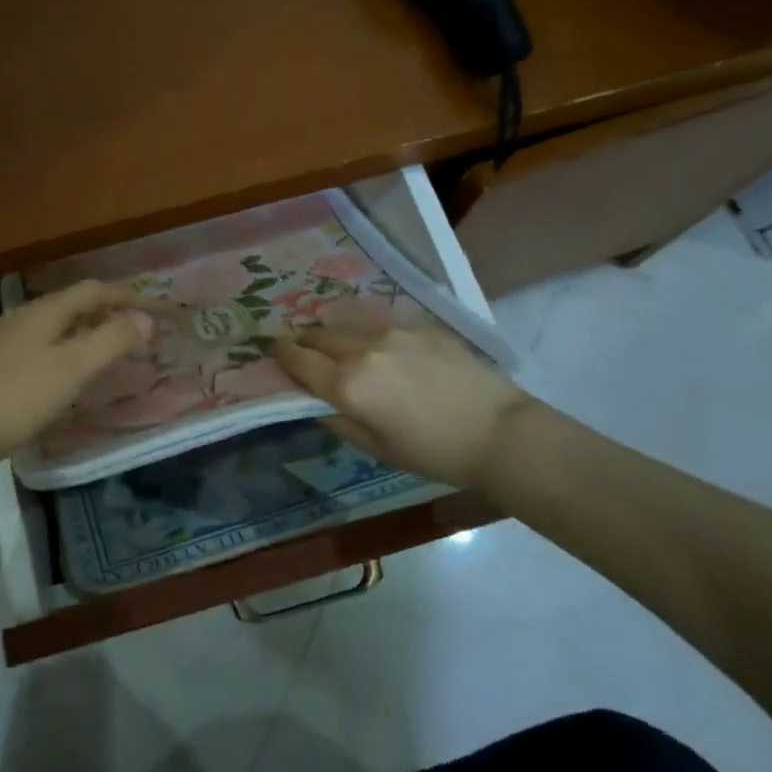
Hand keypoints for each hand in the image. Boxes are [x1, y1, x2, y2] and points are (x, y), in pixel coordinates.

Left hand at [0, 281, 153, 481]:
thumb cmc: (19, 397)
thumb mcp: (73, 368)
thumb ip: (111, 340)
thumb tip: (145, 318)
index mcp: (44, 311)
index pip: (93, 290)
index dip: (126, 295)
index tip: (154, 308)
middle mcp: (23, 317)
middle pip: (73, 305)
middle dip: (107, 313)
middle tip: (136, 330)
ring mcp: (4, 340)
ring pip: (55, 326)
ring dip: (86, 332)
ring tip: (108, 351)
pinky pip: (41, 346)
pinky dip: (66, 350)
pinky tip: (67, 374)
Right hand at [273, 318, 530, 488]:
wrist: (499, 432)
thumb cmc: (433, 452)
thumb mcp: (376, 448)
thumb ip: (337, 419)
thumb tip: (314, 400)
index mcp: (348, 385)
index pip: (298, 360)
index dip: (280, 354)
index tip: (272, 351)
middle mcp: (362, 349)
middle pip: (317, 334)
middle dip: (303, 340)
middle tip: (300, 348)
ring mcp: (392, 331)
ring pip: (345, 320)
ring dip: (331, 329)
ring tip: (332, 338)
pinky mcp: (418, 324)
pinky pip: (377, 318)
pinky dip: (363, 326)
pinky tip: (371, 337)